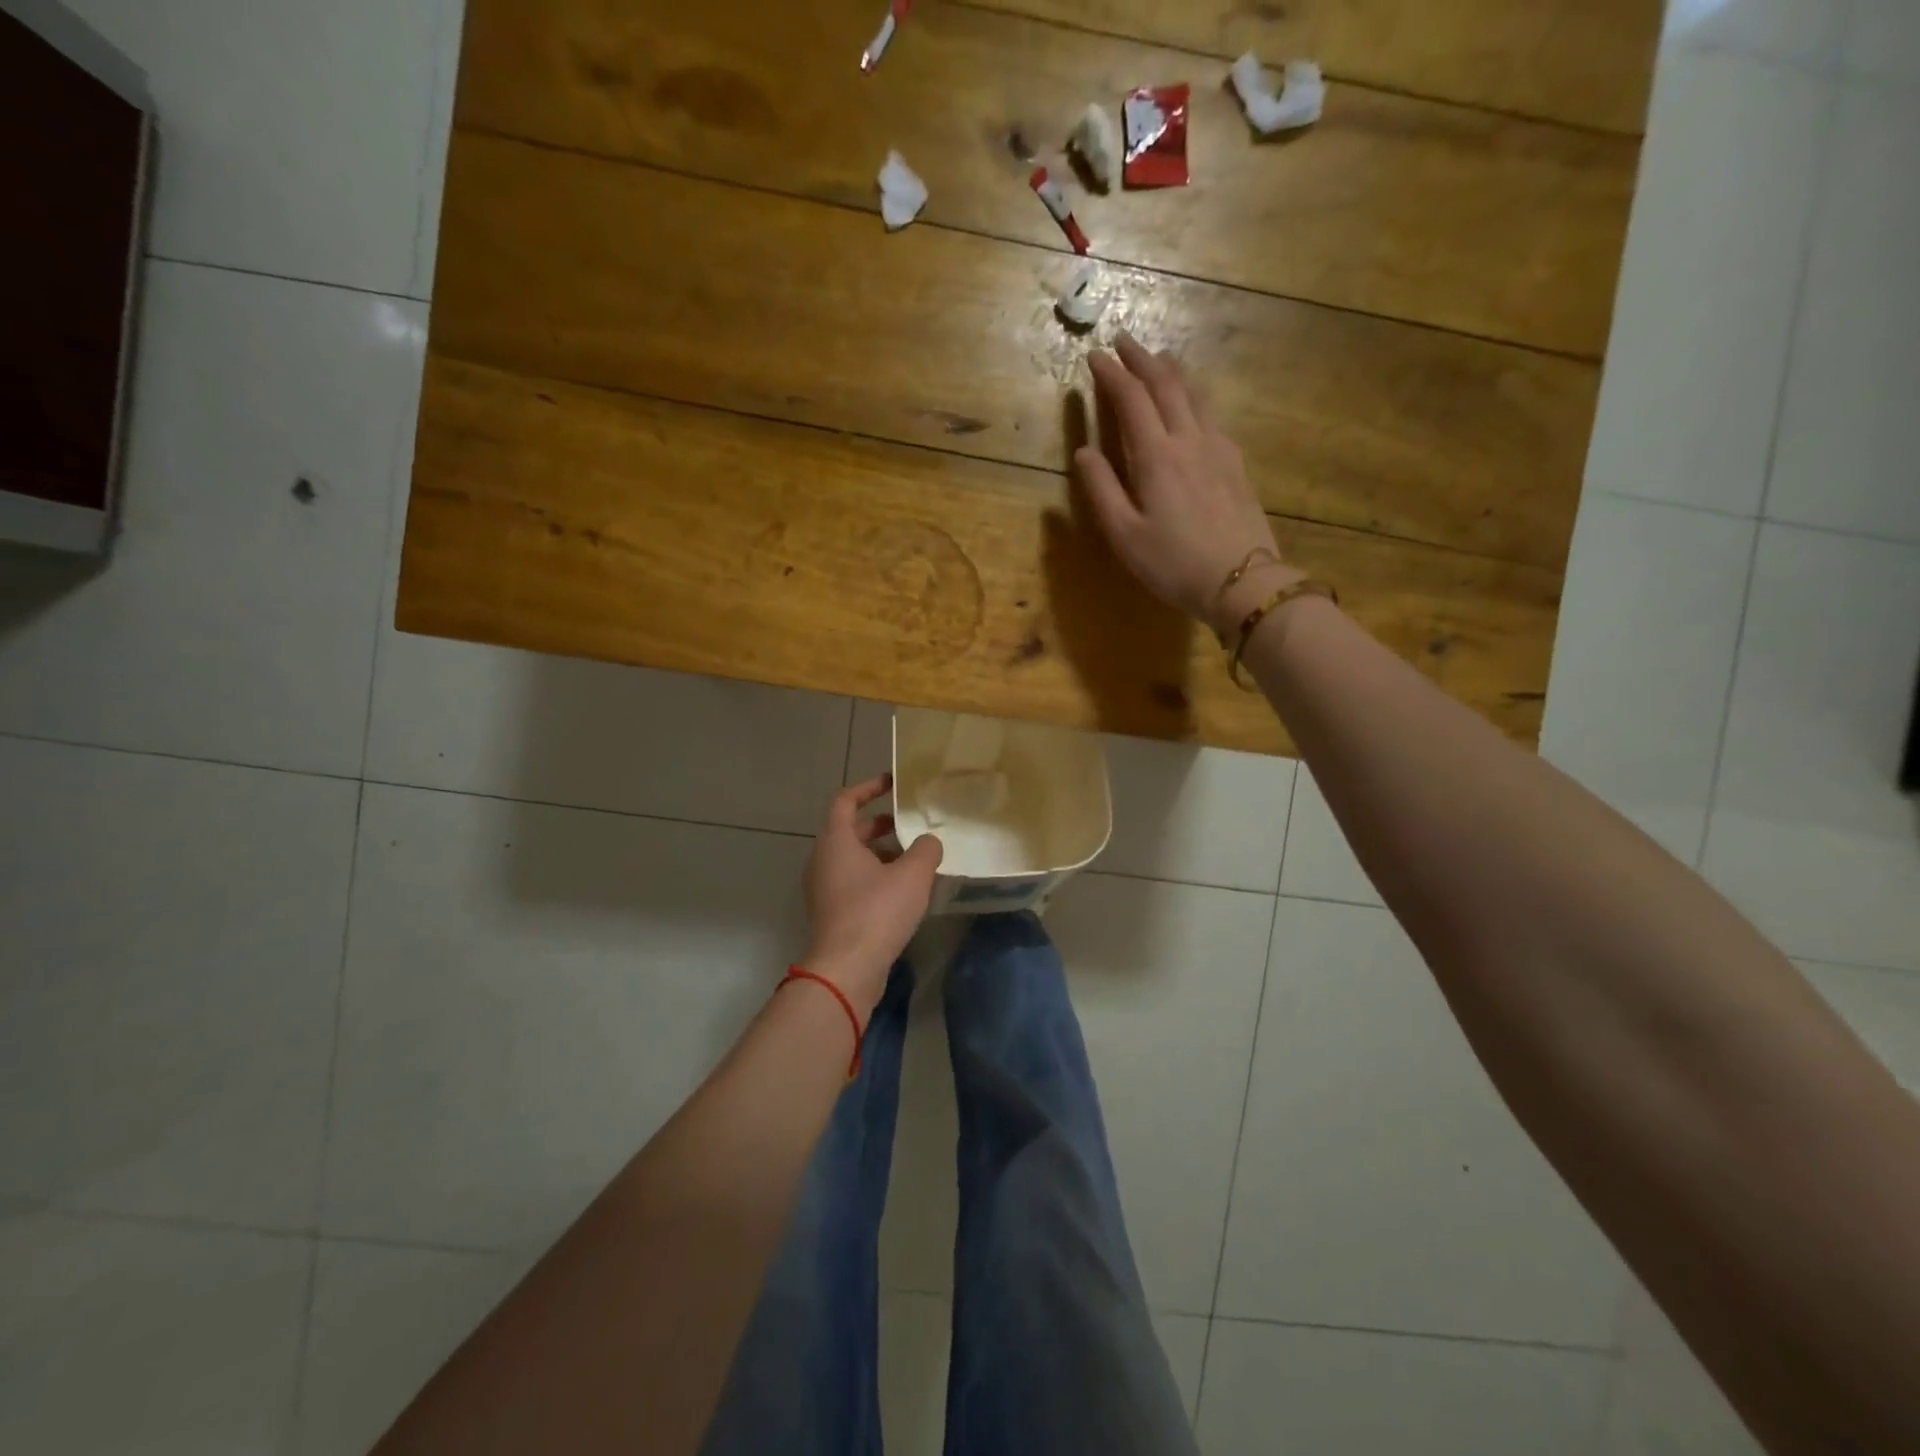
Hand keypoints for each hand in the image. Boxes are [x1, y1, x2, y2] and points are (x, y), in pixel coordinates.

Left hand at [801, 776, 943, 1019]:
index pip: (846, 800)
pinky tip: (903, 891)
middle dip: (880, 824)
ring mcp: (823, 888)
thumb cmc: (876, 911)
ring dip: (880, 853)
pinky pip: (852, 882)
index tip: (892, 784)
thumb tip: (929, 842)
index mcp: (836, 841)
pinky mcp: (830, 912)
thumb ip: (926, 850)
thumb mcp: (913, 875)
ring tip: (913, 860)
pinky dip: (874, 876)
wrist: (846, 968)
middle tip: (909, 825)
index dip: (869, 788)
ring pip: (851, 858)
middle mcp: (822, 860)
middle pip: (849, 830)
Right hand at [1076, 334, 1299, 634]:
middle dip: (1141, 360)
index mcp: (1156, 456)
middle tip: (1123, 341)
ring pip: (1195, 394)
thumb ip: (1102, 490)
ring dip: (1172, 371)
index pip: (1131, 399)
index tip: (1095, 356)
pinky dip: (1194, 394)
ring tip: (1159, 358)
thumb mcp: (1125, 535)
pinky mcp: (1235, 463)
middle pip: (1166, 386)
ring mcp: (1218, 448)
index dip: (1111, 374)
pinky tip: (1193, 401)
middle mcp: (1189, 440)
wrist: (1241, 580)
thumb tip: (1083, 452)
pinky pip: (1211, 413)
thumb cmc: (1173, 563)